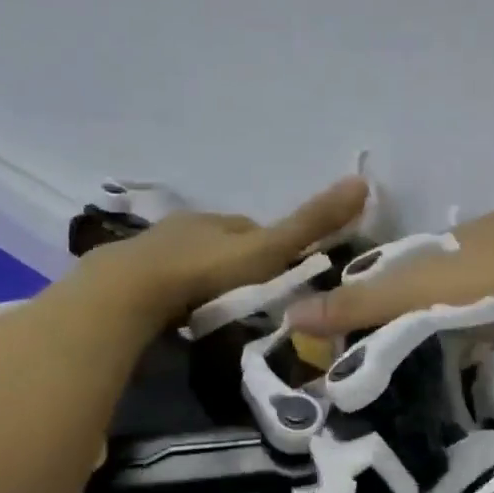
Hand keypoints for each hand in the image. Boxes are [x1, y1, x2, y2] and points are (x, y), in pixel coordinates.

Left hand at [72, 177, 368, 328]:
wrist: (132, 291)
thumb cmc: (206, 270)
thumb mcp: (267, 250)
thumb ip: (310, 224)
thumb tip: (362, 181)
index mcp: (220, 220)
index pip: (254, 228)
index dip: (274, 247)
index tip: (287, 272)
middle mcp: (187, 226)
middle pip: (223, 243)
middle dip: (239, 263)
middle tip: (255, 295)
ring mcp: (155, 250)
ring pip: (193, 260)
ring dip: (208, 278)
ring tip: (222, 307)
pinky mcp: (131, 277)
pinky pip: (166, 281)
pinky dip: (181, 291)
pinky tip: (186, 310)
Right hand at [285, 211, 493, 378]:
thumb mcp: (422, 291)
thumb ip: (363, 305)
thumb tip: (293, 315)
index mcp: (479, 237)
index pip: (423, 259)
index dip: (394, 288)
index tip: (372, 328)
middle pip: (470, 289)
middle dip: (443, 320)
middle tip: (410, 364)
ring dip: (492, 347)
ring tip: (459, 386)